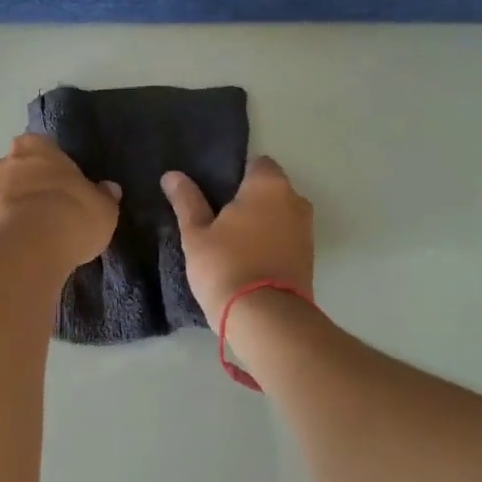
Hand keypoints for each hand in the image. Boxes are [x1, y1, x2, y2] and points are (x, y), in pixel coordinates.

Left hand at [0, 134, 120, 270]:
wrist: (31, 249)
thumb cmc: (72, 213)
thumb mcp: (103, 207)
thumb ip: (104, 195)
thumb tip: (108, 189)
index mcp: (34, 145)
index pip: (44, 147)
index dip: (55, 166)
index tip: (68, 184)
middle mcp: (5, 162)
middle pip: (20, 169)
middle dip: (33, 185)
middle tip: (55, 207)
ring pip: (7, 196)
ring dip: (19, 209)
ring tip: (42, 232)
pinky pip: (0, 222)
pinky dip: (12, 230)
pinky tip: (29, 246)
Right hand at [161, 156, 314, 324]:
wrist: (265, 318)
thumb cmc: (226, 266)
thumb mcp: (196, 234)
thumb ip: (186, 201)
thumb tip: (172, 175)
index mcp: (269, 185)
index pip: (256, 163)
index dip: (235, 175)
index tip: (214, 194)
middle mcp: (295, 200)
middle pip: (270, 190)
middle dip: (248, 200)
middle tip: (217, 219)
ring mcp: (306, 230)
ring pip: (279, 216)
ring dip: (260, 224)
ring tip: (231, 244)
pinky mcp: (309, 258)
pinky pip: (285, 239)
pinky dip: (270, 244)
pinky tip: (248, 260)